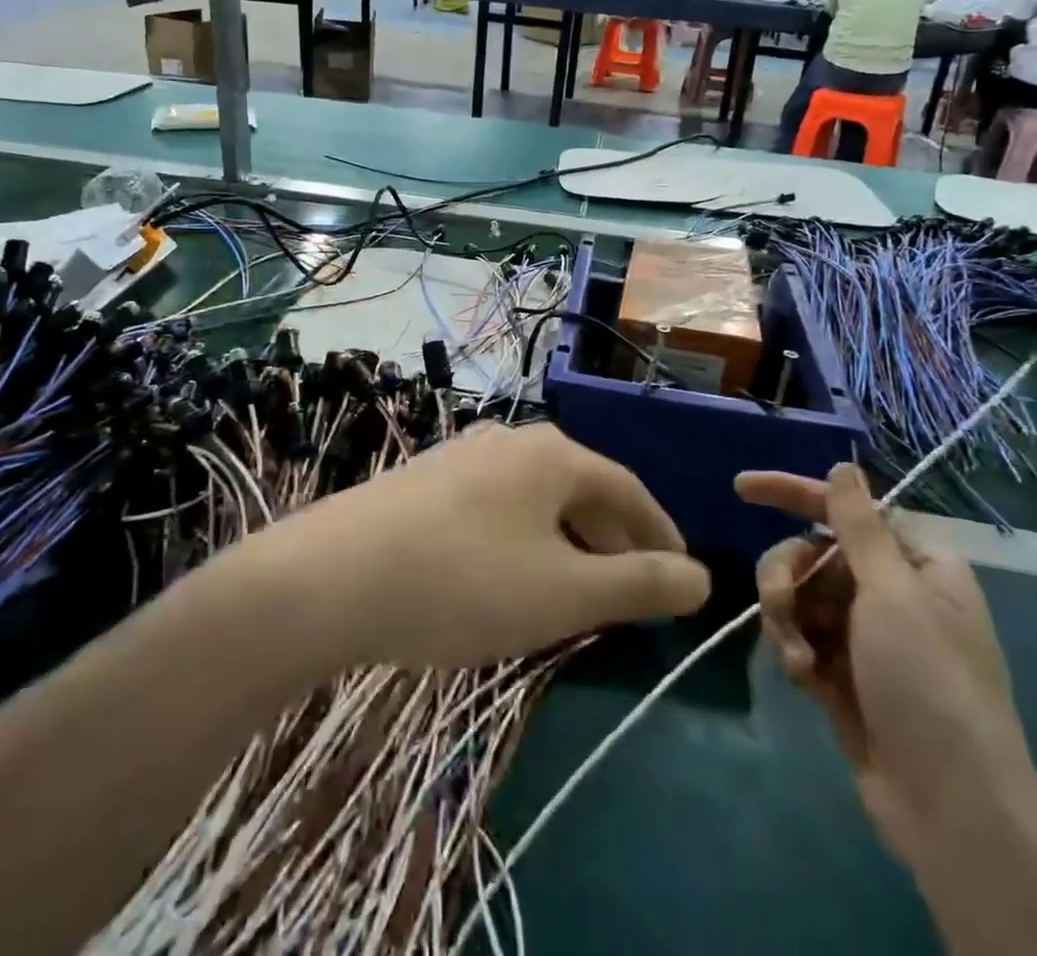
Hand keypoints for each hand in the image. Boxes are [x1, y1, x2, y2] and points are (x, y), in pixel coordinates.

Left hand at [255, 423, 710, 668]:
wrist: (332, 577)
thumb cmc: (465, 582)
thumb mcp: (565, 593)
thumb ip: (640, 584)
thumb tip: (704, 578)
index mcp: (555, 454)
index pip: (629, 489)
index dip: (661, 534)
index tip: (682, 576)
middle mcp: (512, 441)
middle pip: (582, 489)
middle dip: (614, 541)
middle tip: (631, 593)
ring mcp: (464, 456)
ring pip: (538, 500)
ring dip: (568, 542)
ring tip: (575, 592)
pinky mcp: (428, 481)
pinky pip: (499, 507)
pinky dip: (524, 540)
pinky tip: (509, 577)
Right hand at [735, 464, 1036, 864]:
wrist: (951, 810)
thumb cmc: (929, 685)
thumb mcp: (893, 594)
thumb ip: (859, 525)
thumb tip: (844, 466)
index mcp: (915, 563)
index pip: (845, 507)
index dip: (793, 492)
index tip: (741, 488)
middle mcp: (890, 591)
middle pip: (812, 551)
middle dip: (787, 573)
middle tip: (779, 602)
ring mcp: (865, 635)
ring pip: (800, 595)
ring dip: (788, 618)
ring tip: (798, 658)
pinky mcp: (844, 673)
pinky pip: (801, 636)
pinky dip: (796, 650)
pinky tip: (807, 680)